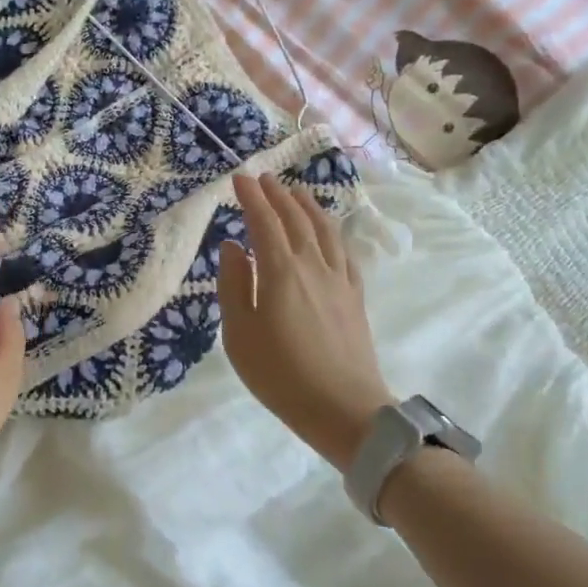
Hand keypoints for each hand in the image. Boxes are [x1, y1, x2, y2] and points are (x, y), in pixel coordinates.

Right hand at [216, 173, 392, 471]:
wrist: (343, 409)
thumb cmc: (280, 375)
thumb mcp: (239, 334)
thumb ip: (233, 285)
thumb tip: (232, 247)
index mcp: (280, 272)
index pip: (264, 222)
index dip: (250, 198)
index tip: (238, 179)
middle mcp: (312, 265)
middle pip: (295, 219)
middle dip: (277, 194)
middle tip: (263, 178)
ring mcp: (338, 279)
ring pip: (324, 229)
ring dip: (307, 205)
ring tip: (295, 191)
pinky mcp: (355, 295)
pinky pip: (343, 251)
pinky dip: (331, 231)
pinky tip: (327, 230)